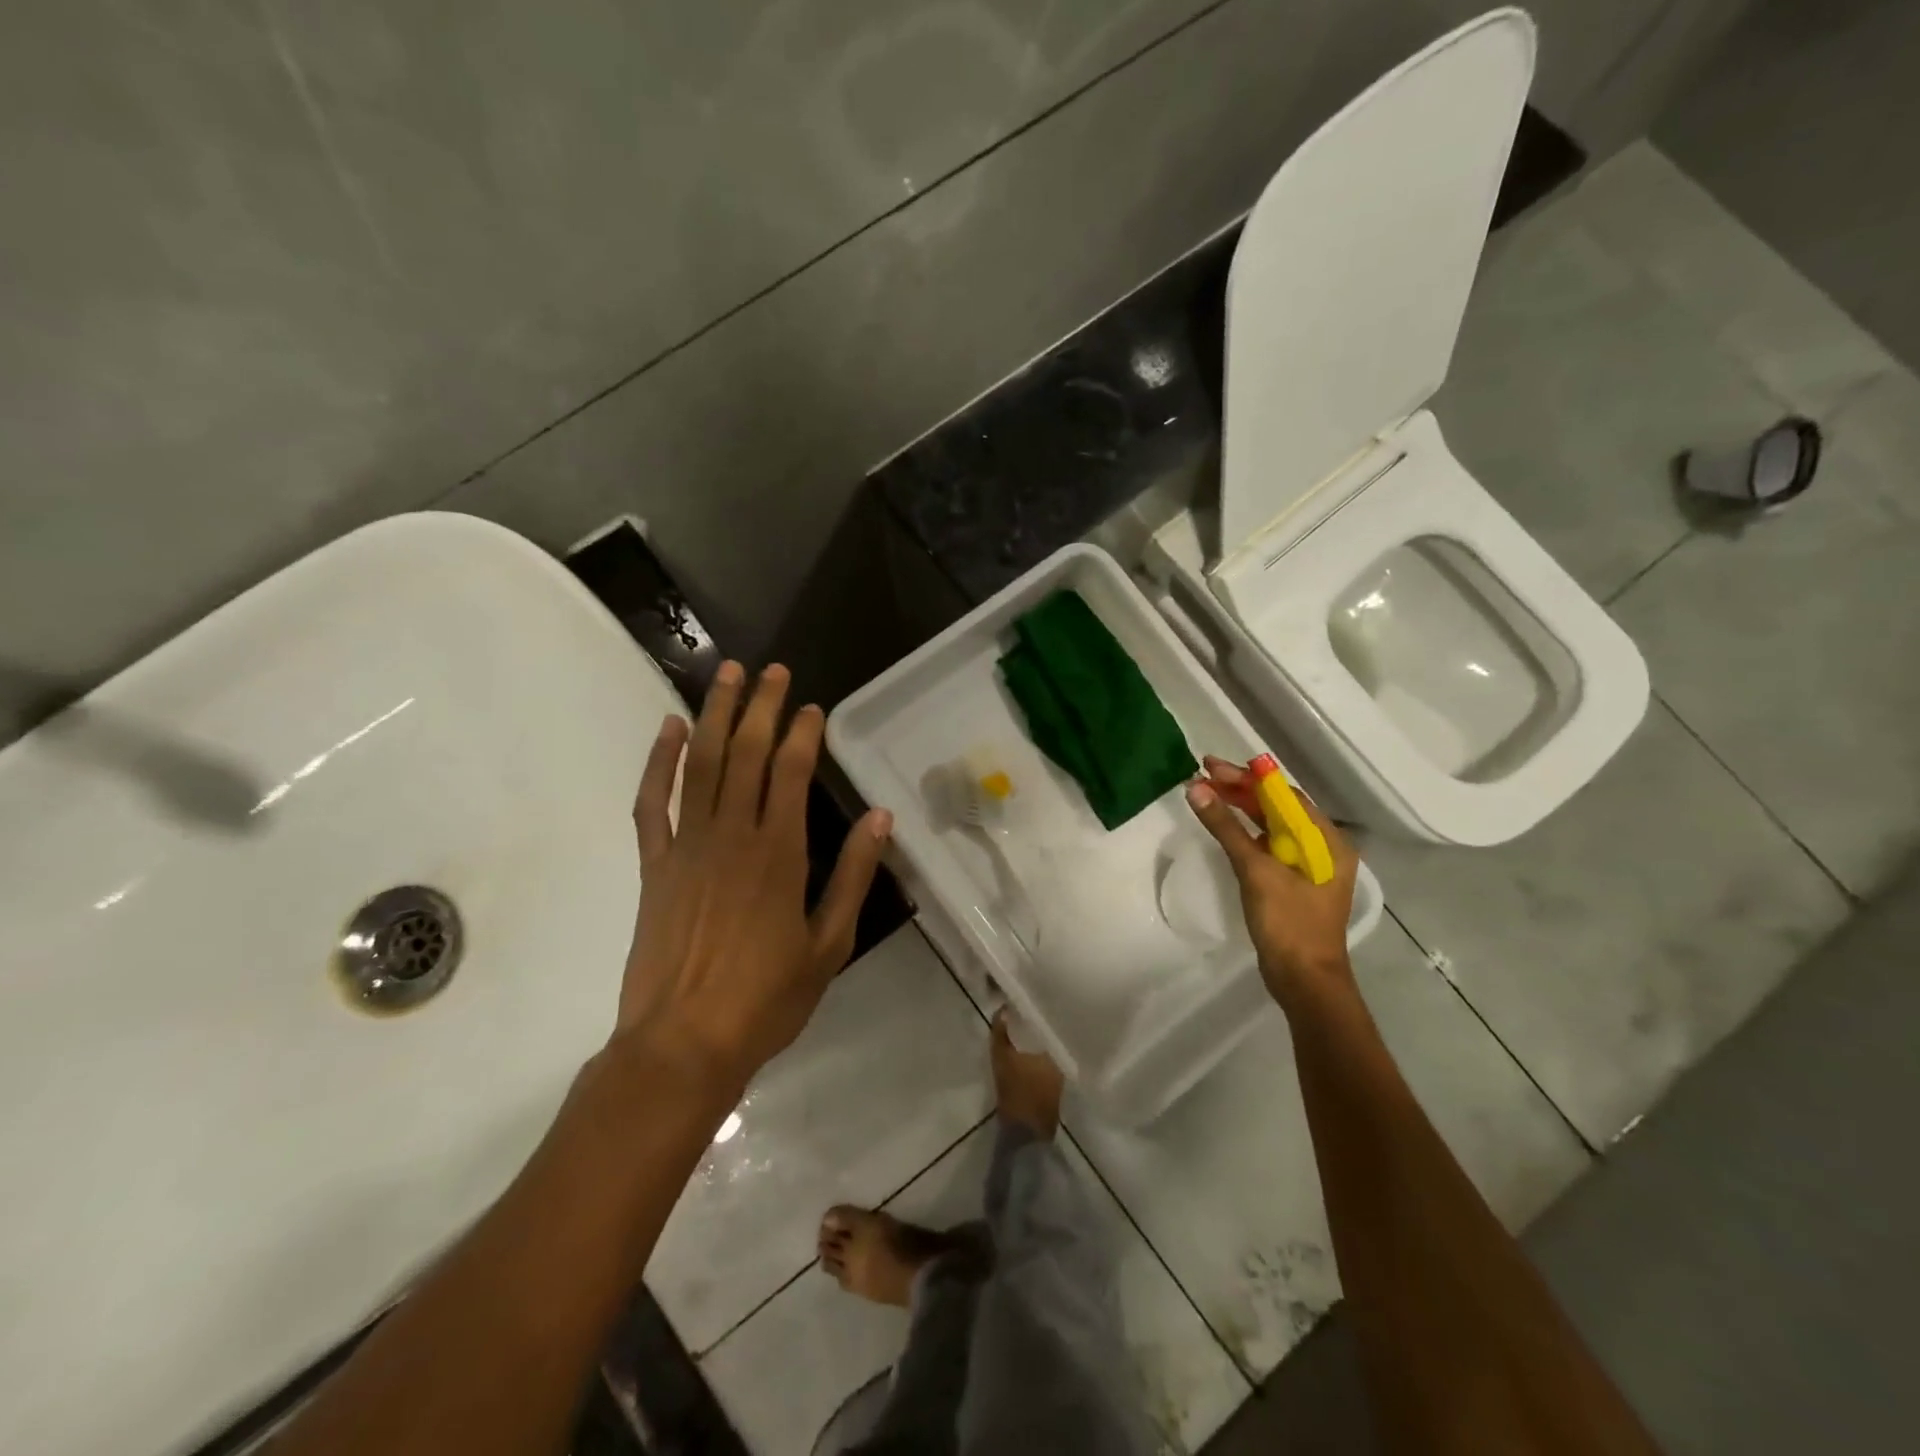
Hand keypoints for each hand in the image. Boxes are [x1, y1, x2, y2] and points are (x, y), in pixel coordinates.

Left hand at [615, 661, 891, 1092]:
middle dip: (759, 706)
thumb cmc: (766, 999)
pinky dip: (659, 761)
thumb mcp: (829, 943)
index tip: (812, 707)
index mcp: (779, 852)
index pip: (790, 772)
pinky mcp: (654, 864)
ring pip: (700, 764)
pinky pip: (652, 801)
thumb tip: (881, 817)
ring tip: (724, 675)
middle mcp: (731, 834)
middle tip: (770, 669)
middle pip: (745, 753)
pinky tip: (669, 729)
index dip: (802, 733)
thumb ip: (853, 875)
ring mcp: (686, 845)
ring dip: (714, 715)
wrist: (682, 1044)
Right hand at [1185, 755, 1358, 1009]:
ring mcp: (1308, 867)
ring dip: (1240, 809)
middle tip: (1203, 774)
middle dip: (1241, 790)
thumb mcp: (1256, 871)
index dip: (1248, 777)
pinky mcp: (1292, 883)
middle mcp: (1322, 847)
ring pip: (1271, 826)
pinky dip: (1244, 832)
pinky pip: (1267, 846)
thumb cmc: (1288, 923)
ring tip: (1206, 793)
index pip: (1284, 795)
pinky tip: (1223, 826)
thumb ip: (1226, 828)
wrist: (1304, 982)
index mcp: (1327, 840)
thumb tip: (1197, 789)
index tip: (1211, 765)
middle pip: (1278, 808)